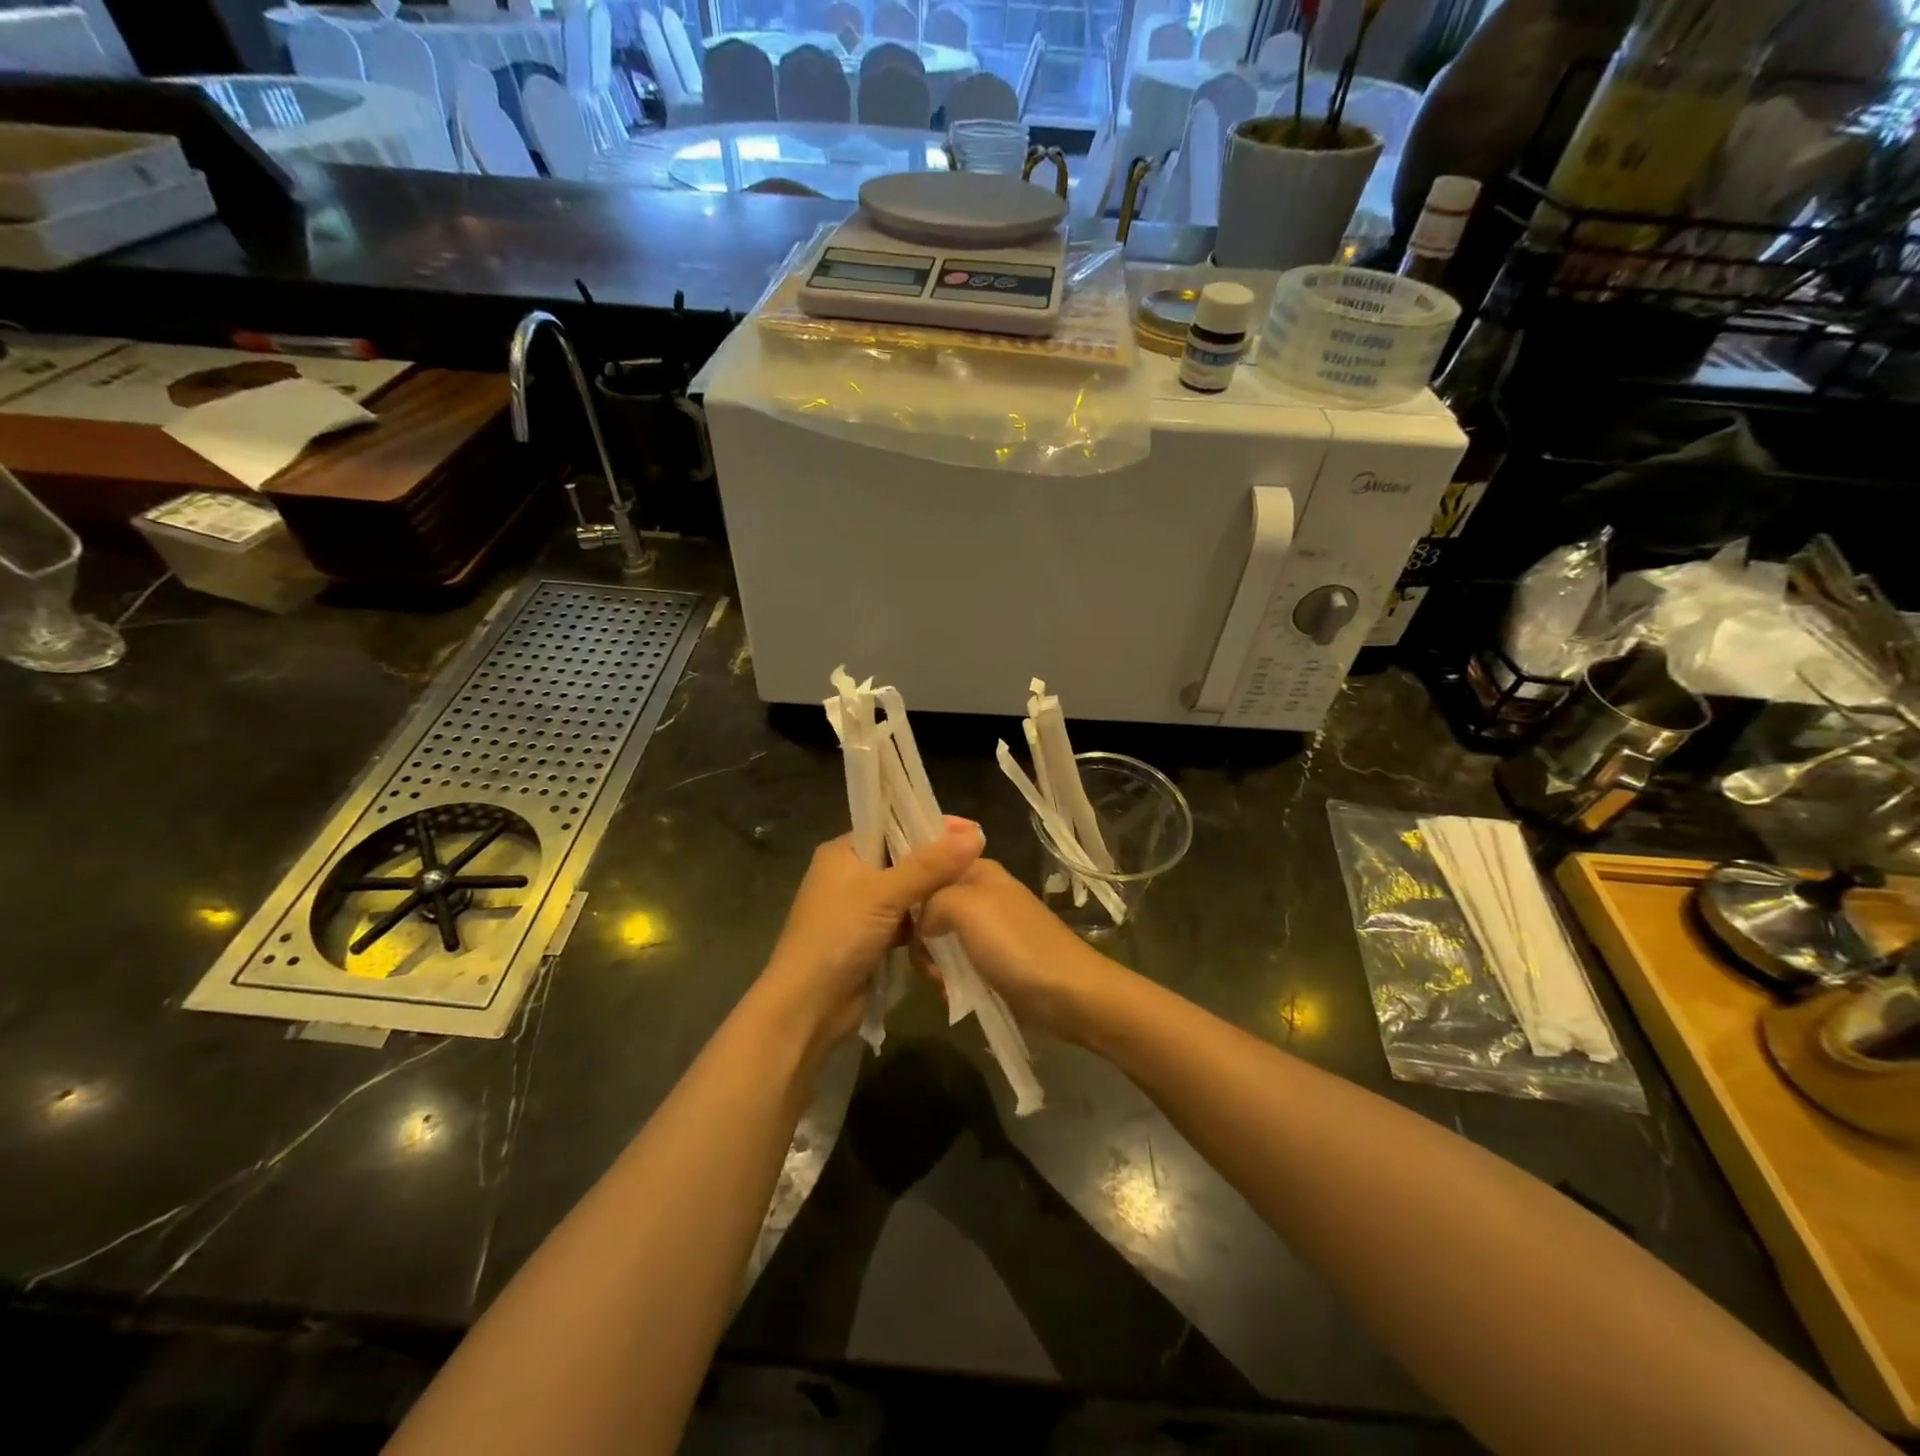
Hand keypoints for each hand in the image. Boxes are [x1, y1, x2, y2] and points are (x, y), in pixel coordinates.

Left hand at [757, 818, 984, 1054]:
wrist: (807, 1007)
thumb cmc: (838, 936)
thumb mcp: (884, 894)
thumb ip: (930, 865)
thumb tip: (976, 834)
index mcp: (844, 852)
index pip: (893, 825)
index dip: (930, 825)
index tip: (972, 831)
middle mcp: (851, 874)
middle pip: (904, 859)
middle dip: (939, 862)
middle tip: (981, 861)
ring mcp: (860, 909)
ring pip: (908, 892)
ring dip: (934, 895)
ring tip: (975, 890)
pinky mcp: (871, 939)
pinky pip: (906, 920)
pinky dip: (925, 922)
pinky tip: (954, 922)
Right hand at [916, 859, 1119, 1044]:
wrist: (1069, 996)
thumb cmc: (1017, 945)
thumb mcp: (966, 907)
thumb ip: (932, 900)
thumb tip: (921, 923)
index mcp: (979, 870)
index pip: (932, 860)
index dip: (912, 881)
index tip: (896, 906)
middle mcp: (981, 895)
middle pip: (930, 905)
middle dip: (920, 933)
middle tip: (925, 955)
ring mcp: (987, 931)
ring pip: (939, 939)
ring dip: (934, 963)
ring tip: (942, 980)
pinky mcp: (992, 963)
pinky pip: (956, 965)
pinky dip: (951, 980)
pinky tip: (953, 993)